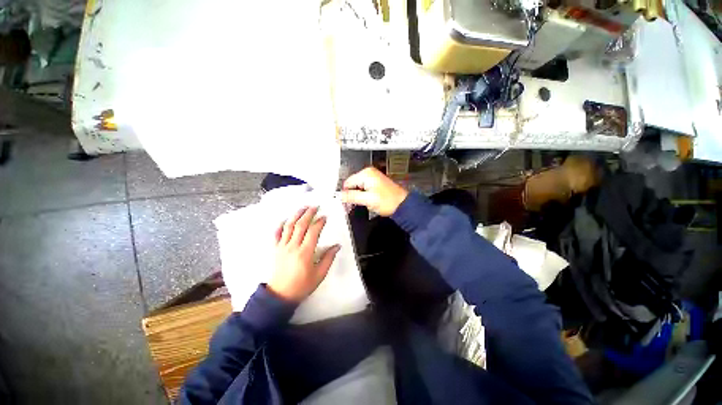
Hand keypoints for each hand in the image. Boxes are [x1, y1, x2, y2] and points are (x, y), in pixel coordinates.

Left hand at [269, 207, 340, 301]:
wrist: (280, 295)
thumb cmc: (302, 285)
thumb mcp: (319, 274)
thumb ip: (328, 258)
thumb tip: (337, 246)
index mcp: (305, 253)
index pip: (313, 232)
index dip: (319, 222)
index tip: (324, 217)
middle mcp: (293, 246)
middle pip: (300, 225)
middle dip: (308, 214)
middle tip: (314, 206)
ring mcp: (282, 247)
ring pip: (288, 227)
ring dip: (296, 215)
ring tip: (302, 208)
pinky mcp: (275, 249)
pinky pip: (276, 234)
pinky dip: (280, 226)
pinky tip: (285, 220)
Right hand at [341, 167, 408, 215]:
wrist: (402, 204)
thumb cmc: (389, 201)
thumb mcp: (367, 200)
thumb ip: (352, 196)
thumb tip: (340, 195)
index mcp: (366, 174)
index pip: (347, 182)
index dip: (346, 193)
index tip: (346, 203)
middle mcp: (369, 173)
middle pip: (352, 184)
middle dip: (352, 195)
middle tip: (355, 205)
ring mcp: (372, 178)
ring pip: (357, 187)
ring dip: (358, 196)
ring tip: (365, 203)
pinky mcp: (375, 183)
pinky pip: (364, 189)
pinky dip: (363, 196)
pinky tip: (369, 201)